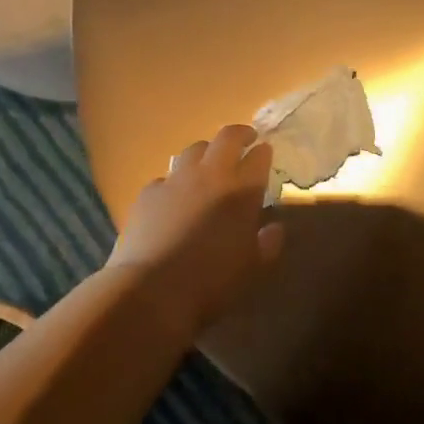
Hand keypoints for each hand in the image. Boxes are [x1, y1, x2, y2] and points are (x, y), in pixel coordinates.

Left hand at [108, 124, 284, 334]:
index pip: (259, 157)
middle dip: (240, 134)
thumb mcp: (253, 269)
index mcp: (242, 191)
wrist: (152, 289)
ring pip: (195, 149)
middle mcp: (211, 174)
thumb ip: (268, 244)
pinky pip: (167, 177)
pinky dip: (176, 181)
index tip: (266, 152)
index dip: (264, 152)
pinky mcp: (149, 191)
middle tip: (246, 139)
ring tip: (209, 163)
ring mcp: (176, 179)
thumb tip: (274, 228)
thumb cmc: (212, 282)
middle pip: (227, 137)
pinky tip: (174, 196)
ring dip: (207, 151)